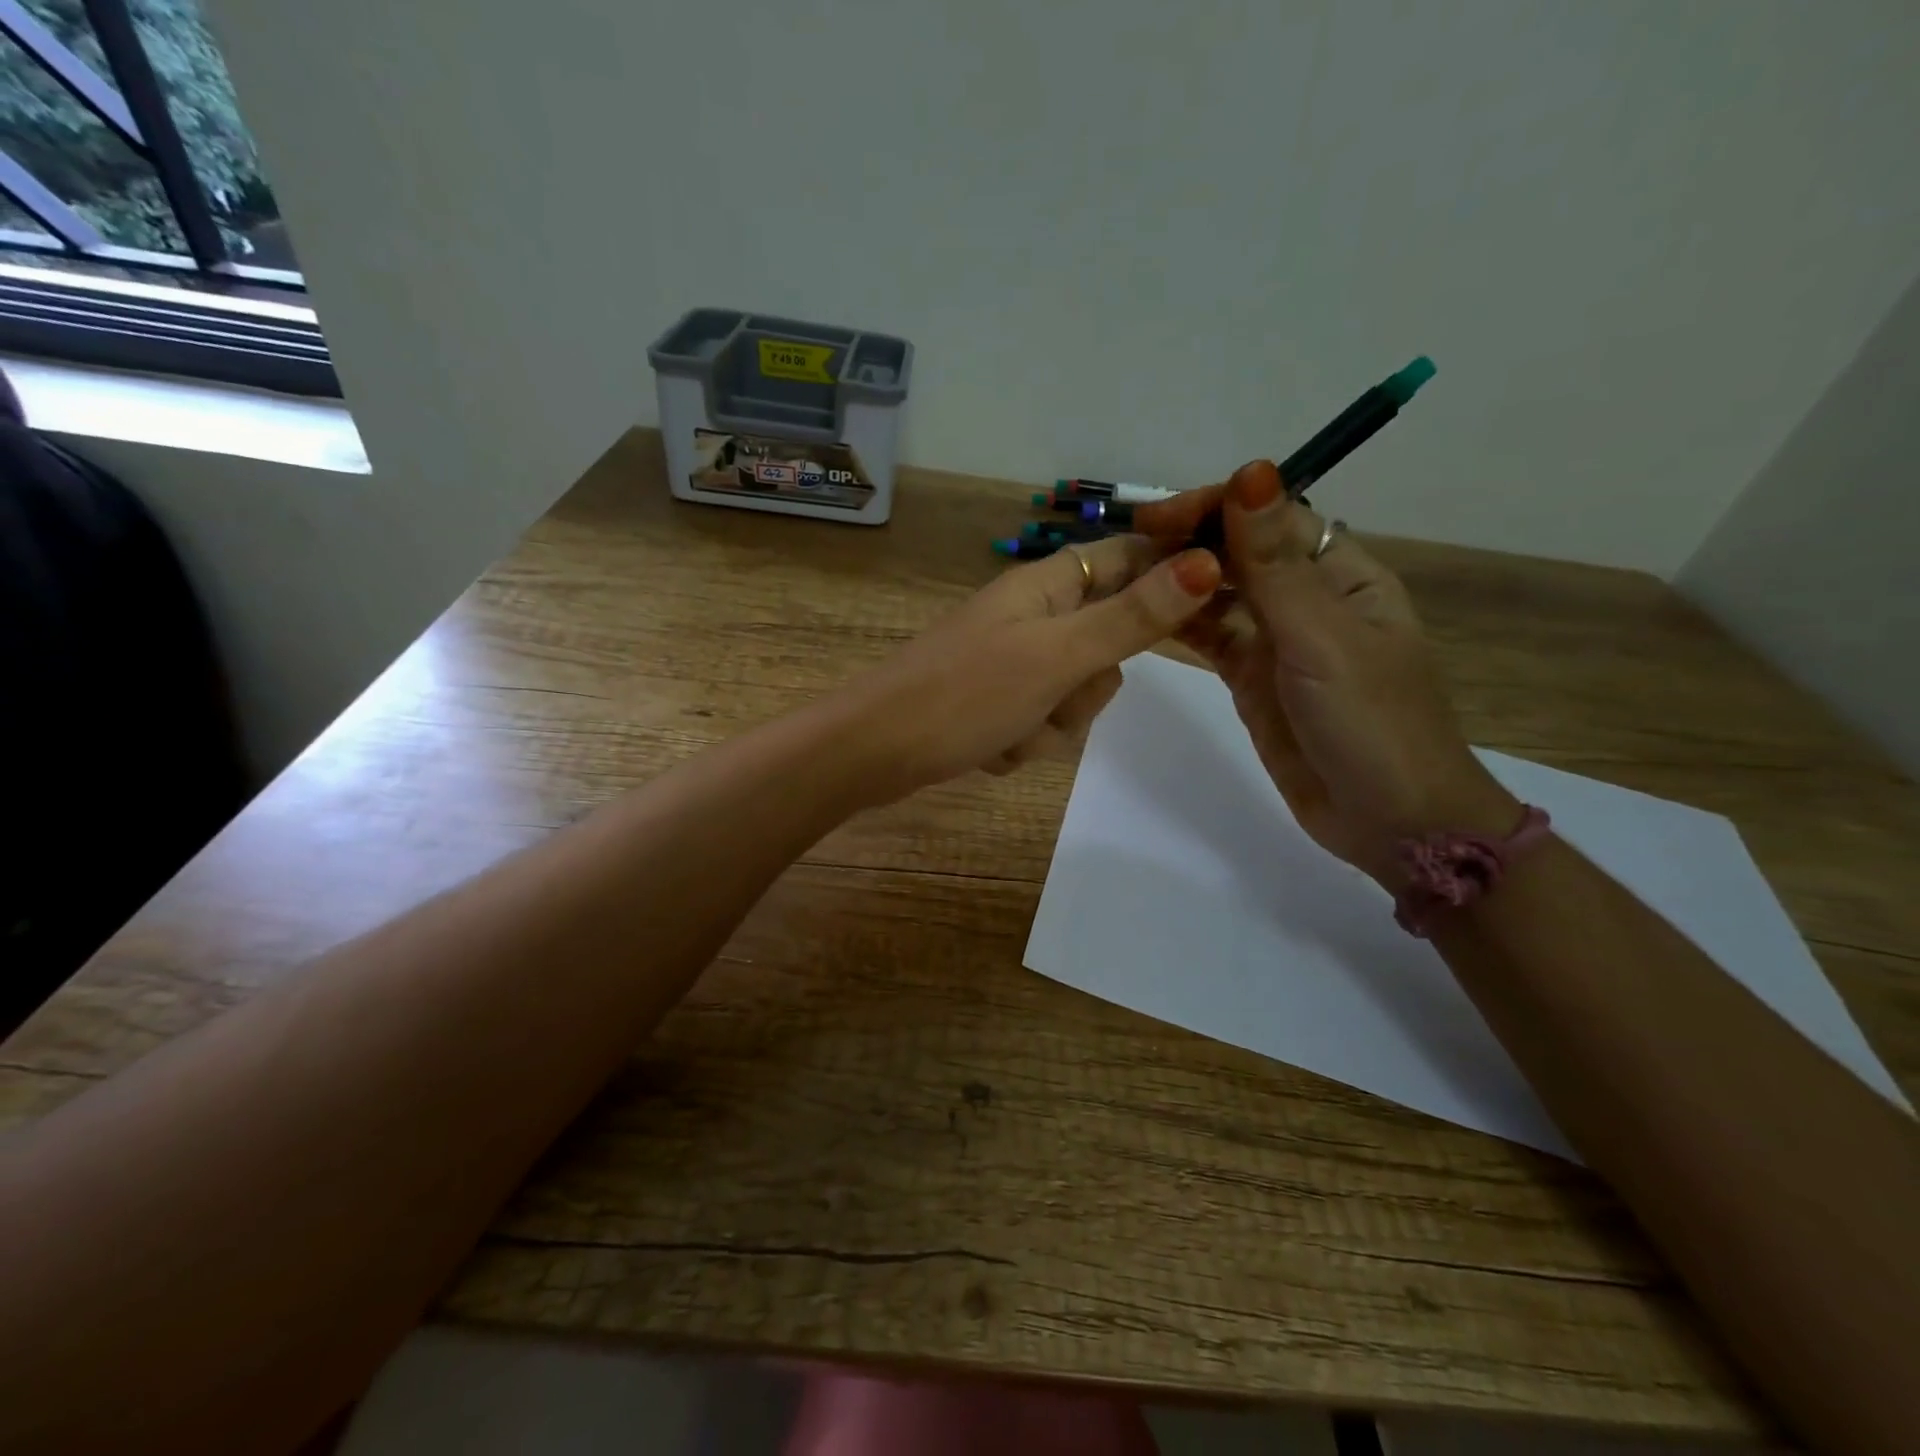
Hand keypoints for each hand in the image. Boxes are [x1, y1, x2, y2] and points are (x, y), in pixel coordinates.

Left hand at [841, 534, 1221, 803]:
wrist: (874, 752)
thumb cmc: (964, 695)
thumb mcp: (1057, 656)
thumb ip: (1131, 618)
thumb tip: (1204, 564)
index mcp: (1045, 587)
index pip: (1126, 558)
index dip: (1167, 573)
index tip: (1211, 602)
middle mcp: (1031, 617)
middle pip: (1107, 643)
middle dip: (1088, 686)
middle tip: (1057, 692)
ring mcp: (1011, 664)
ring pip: (1074, 695)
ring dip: (1052, 725)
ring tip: (1011, 730)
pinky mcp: (994, 704)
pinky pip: (1040, 725)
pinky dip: (1022, 744)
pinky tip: (988, 750)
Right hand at [1135, 461, 1518, 882]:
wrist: (1389, 822)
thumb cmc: (1371, 722)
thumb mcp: (1322, 637)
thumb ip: (1275, 563)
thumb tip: (1252, 471)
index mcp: (1342, 574)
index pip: (1272, 517)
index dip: (1216, 506)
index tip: (1157, 517)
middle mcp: (1308, 598)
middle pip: (1241, 551)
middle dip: (1189, 541)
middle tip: (1127, 548)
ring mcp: (1277, 641)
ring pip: (1220, 594)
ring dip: (1178, 581)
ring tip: (1123, 578)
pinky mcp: (1251, 679)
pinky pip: (1210, 637)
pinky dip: (1179, 623)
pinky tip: (1142, 614)